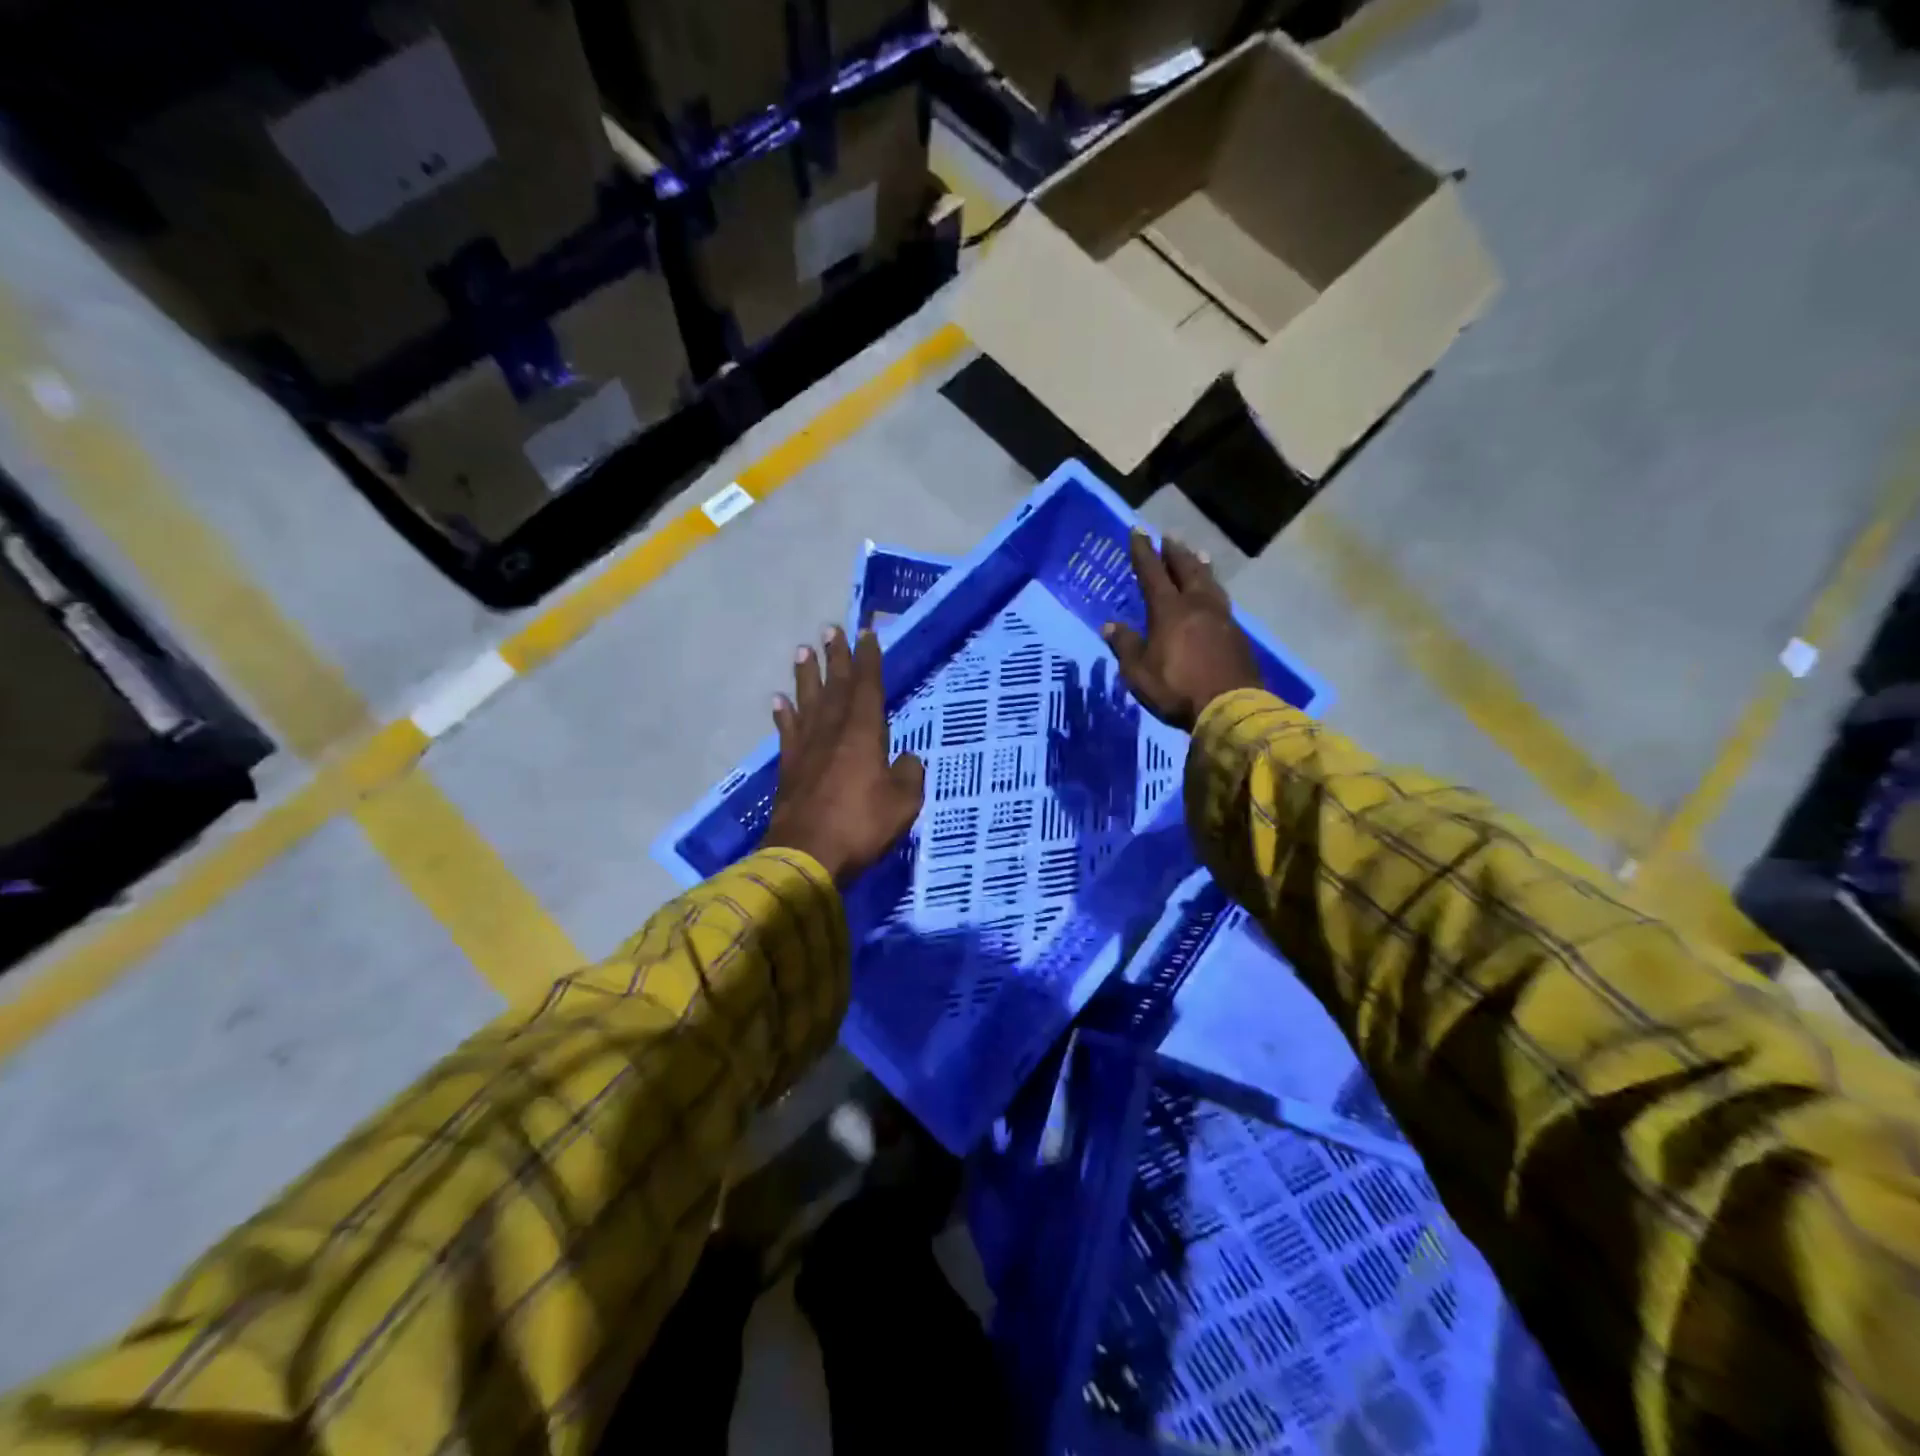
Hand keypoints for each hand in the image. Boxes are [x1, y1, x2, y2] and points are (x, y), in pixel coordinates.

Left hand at [763, 625, 924, 884]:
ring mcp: (806, 749)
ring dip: (806, 676)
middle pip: (834, 686)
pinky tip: (779, 702)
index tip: (866, 634)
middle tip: (830, 629)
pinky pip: (787, 733)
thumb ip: (909, 774)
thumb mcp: (903, 803)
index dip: (869, 659)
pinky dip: (783, 716)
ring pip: (807, 702)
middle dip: (836, 657)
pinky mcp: (789, 769)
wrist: (806, 857)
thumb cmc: (861, 826)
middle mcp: (832, 732)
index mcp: (863, 733)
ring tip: (802, 650)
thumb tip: (906, 759)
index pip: (867, 687)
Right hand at [1103, 531, 1261, 730]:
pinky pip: (1222, 601)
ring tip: (1198, 555)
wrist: (1230, 706)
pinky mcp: (1237, 634)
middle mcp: (1197, 605)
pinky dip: (1213, 589)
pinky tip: (1213, 594)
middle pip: (1187, 570)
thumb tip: (1110, 626)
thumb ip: (1126, 646)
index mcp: (1169, 610)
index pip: (1152, 573)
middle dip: (1175, 553)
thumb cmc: (1176, 688)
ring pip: (1209, 582)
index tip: (1138, 532)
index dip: (1143, 552)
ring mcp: (1221, 618)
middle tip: (1169, 538)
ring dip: (1200, 566)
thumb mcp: (1138, 672)